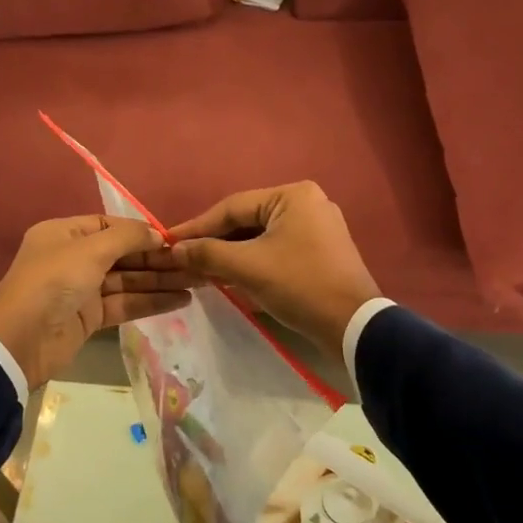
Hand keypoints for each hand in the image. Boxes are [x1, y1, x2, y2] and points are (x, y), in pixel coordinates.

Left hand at [0, 215, 191, 391]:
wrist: (20, 341)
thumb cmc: (52, 283)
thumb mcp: (89, 251)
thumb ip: (126, 238)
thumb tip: (157, 234)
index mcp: (64, 234)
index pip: (109, 226)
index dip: (141, 232)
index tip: (173, 239)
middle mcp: (73, 258)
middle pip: (123, 254)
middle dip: (158, 258)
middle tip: (196, 262)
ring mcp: (82, 289)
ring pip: (128, 280)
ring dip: (161, 281)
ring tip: (199, 281)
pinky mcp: (90, 317)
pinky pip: (125, 304)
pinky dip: (151, 302)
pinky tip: (181, 300)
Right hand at [164, 181, 380, 352]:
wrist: (353, 327)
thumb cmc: (299, 286)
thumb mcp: (248, 267)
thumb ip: (207, 253)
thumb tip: (174, 250)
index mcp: (292, 196)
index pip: (232, 207)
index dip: (197, 227)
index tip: (168, 242)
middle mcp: (307, 203)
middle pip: (246, 221)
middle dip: (214, 242)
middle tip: (182, 258)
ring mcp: (317, 227)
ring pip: (260, 237)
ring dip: (230, 254)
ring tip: (199, 270)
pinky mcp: (320, 252)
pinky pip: (275, 249)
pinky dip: (251, 262)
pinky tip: (228, 276)